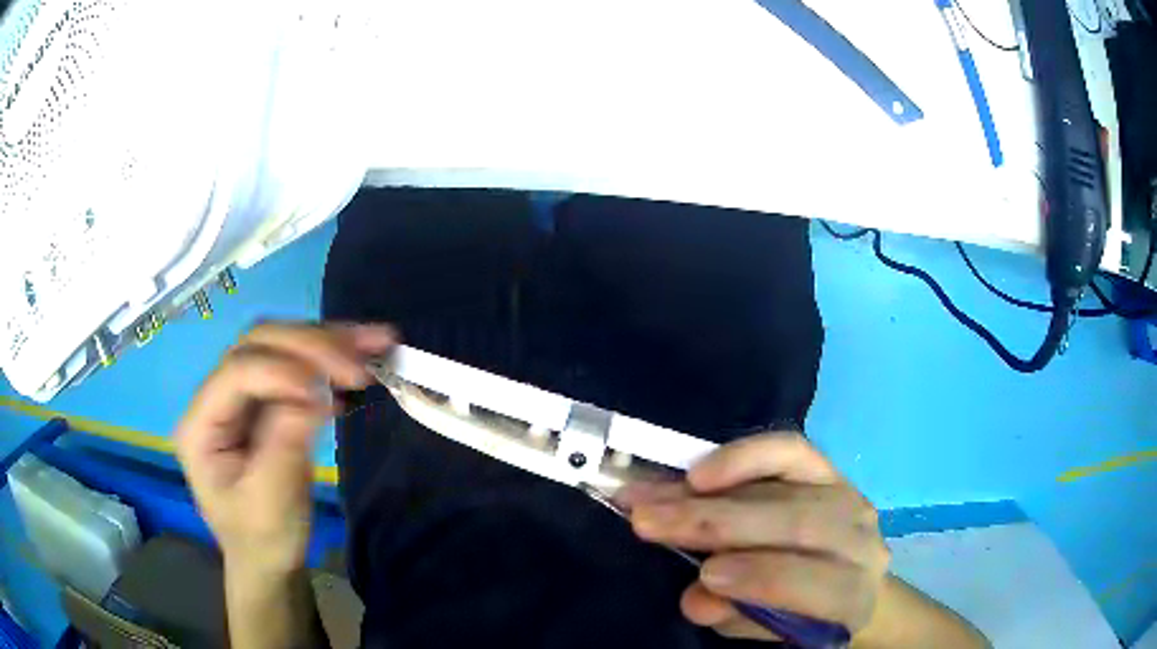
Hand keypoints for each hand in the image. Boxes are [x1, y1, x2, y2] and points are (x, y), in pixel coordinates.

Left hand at [175, 322, 394, 575]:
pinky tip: (363, 360)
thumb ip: (284, 445)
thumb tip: (315, 394)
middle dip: (310, 346)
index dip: (280, 372)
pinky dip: (333, 359)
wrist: (269, 560)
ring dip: (329, 341)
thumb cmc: (262, 540)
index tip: (326, 392)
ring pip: (282, 345)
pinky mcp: (268, 400)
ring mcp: (243, 395)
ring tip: (376, 341)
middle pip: (258, 344)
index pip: (236, 373)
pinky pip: (300, 365)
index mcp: (201, 425)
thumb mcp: (270, 503)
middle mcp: (217, 398)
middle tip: (358, 363)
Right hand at [618, 432, 888, 641]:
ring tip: (653, 497)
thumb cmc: (803, 614)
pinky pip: (791, 451)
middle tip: (649, 520)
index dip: (758, 575)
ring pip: (781, 489)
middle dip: (714, 522)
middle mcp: (858, 539)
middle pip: (794, 522)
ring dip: (709, 494)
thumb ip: (739, 616)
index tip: (703, 574)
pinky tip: (700, 469)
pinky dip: (744, 456)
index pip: (812, 581)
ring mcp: (847, 497)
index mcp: (852, 593)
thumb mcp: (771, 630)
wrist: (845, 580)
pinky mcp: (830, 469)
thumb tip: (696, 598)